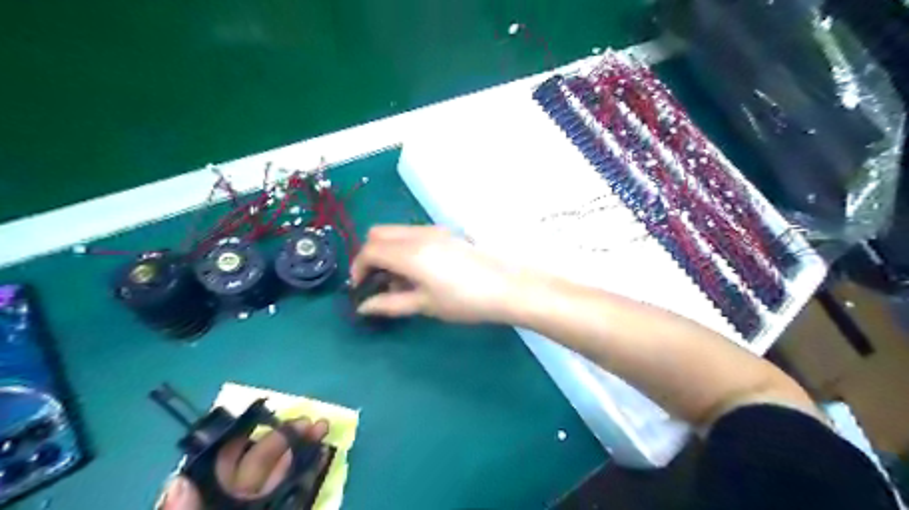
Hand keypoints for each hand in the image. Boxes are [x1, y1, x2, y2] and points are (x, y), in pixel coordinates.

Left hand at [157, 419, 330, 509]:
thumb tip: (178, 481)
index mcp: (211, 503)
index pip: (223, 469)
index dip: (245, 442)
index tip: (269, 421)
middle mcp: (236, 505)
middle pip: (259, 466)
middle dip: (284, 439)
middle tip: (310, 421)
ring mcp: (264, 509)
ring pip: (282, 476)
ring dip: (302, 450)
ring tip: (322, 428)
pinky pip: (298, 495)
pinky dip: (312, 473)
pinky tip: (324, 456)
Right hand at [348, 223, 520, 319]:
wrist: (506, 288)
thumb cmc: (464, 301)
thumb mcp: (424, 305)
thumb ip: (390, 304)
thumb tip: (363, 306)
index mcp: (409, 252)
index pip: (369, 250)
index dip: (358, 268)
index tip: (361, 288)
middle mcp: (418, 234)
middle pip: (378, 233)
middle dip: (370, 255)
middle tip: (377, 281)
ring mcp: (434, 230)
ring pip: (396, 231)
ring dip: (388, 250)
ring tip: (399, 280)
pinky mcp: (446, 233)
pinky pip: (413, 234)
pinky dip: (404, 247)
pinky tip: (418, 271)